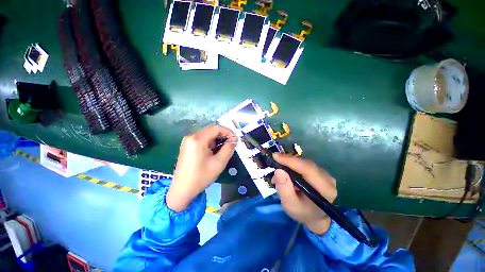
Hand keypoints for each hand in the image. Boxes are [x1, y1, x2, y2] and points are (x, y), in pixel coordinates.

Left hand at [166, 125, 235, 211]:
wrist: (182, 190)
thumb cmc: (201, 176)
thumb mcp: (219, 162)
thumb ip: (228, 148)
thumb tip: (234, 139)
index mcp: (197, 139)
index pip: (216, 128)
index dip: (228, 131)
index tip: (235, 139)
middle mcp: (191, 136)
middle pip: (211, 130)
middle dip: (223, 135)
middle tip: (231, 144)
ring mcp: (187, 140)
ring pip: (207, 134)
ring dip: (217, 139)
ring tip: (223, 149)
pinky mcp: (187, 145)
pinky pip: (202, 139)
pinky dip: (210, 142)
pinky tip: (214, 151)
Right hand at [272, 153, 336, 234]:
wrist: (314, 216)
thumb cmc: (302, 212)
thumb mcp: (290, 204)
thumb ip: (284, 189)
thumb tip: (278, 171)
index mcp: (325, 189)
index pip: (308, 169)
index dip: (291, 161)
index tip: (275, 156)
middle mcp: (328, 179)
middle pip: (306, 164)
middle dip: (288, 160)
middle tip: (274, 159)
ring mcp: (325, 174)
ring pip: (305, 162)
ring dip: (290, 162)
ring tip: (278, 166)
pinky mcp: (320, 172)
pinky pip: (305, 164)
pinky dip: (293, 164)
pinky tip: (286, 168)